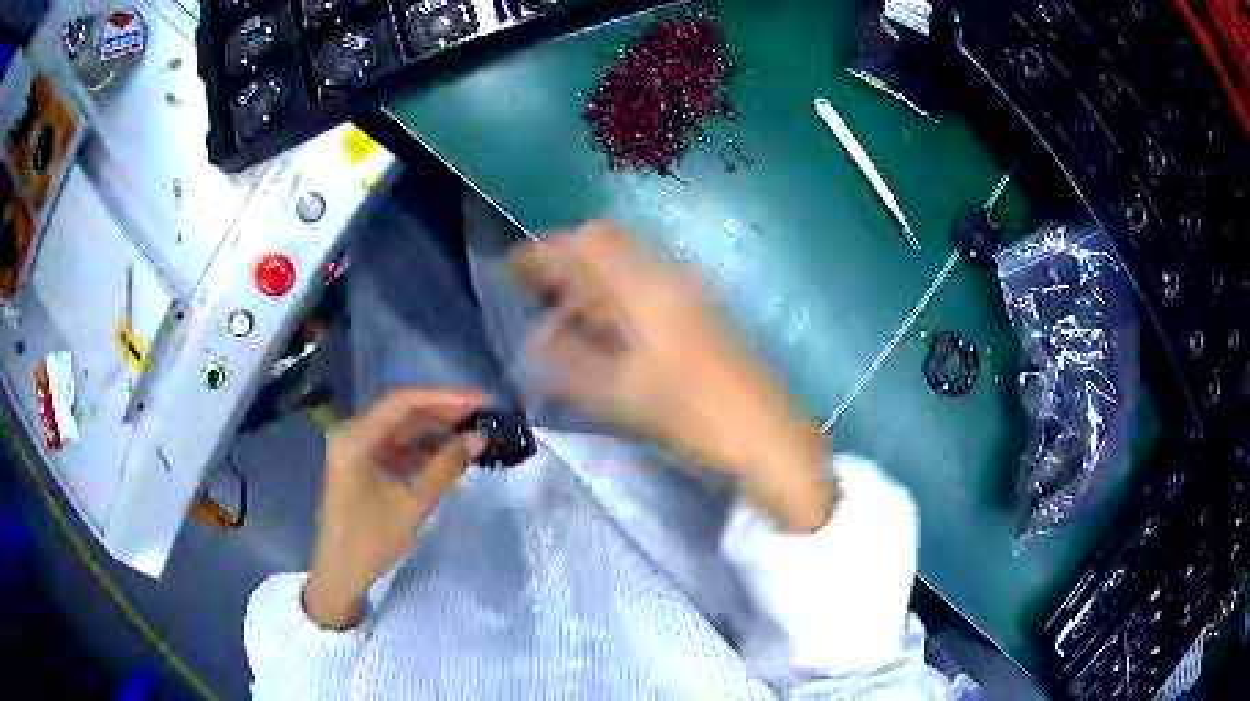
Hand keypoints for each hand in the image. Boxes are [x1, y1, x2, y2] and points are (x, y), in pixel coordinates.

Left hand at [304, 388, 484, 628]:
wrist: (342, 572)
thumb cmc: (372, 538)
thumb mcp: (414, 501)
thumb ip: (446, 465)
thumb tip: (479, 438)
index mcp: (357, 436)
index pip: (403, 402)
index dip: (445, 398)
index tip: (482, 401)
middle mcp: (354, 434)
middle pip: (402, 413)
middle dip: (443, 413)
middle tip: (485, 415)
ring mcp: (358, 449)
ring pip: (402, 430)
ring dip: (436, 431)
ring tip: (474, 431)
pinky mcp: (364, 466)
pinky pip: (397, 448)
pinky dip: (424, 449)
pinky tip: (451, 453)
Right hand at [512, 222, 836, 531]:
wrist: (767, 436)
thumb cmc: (697, 416)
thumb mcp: (624, 395)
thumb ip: (571, 364)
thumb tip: (534, 342)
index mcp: (650, 289)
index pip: (588, 244)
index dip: (546, 249)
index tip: (512, 266)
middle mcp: (669, 278)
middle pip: (608, 246)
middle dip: (565, 262)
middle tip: (533, 291)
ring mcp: (688, 293)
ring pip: (626, 267)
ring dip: (588, 281)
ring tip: (557, 316)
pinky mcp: (698, 312)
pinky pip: (644, 287)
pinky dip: (612, 297)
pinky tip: (600, 329)